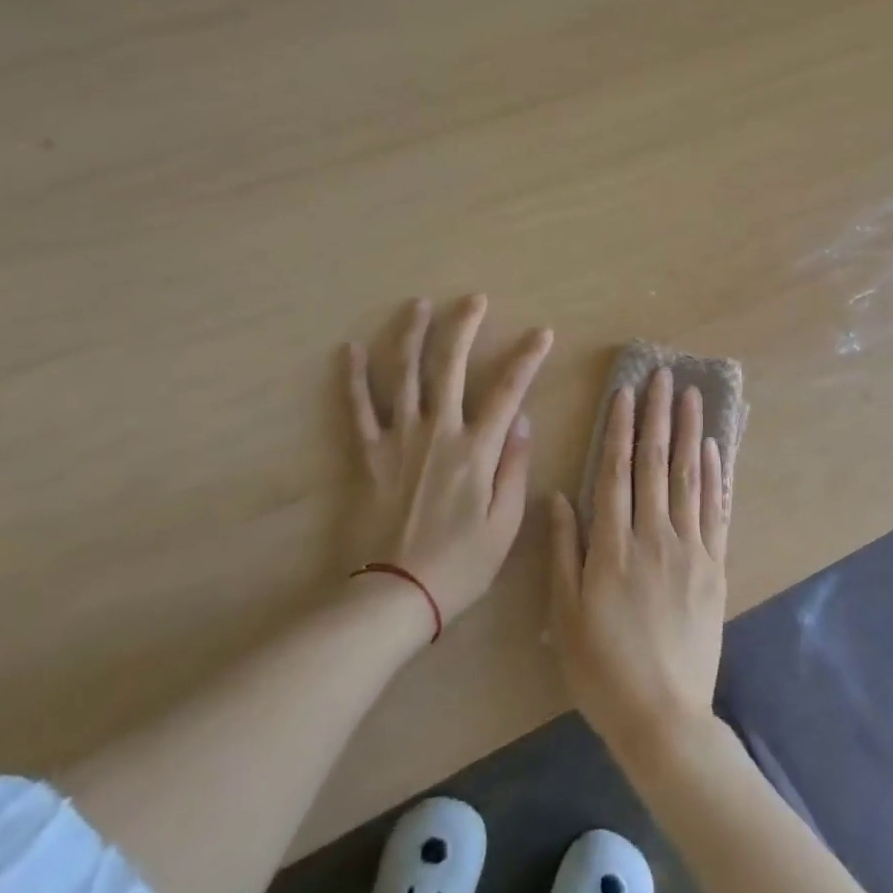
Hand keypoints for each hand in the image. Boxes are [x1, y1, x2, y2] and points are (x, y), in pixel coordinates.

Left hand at [346, 295, 552, 631]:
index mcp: (476, 449)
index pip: (508, 390)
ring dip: (412, 335)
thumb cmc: (460, 564)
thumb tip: (522, 419)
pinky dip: (354, 378)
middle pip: (451, 365)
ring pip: (405, 374)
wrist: (395, 594)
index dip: (528, 357)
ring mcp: (399, 438)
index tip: (542, 333)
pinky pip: (359, 408)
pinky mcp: (369, 453)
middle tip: (474, 299)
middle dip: (464, 326)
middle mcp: (438, 431)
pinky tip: (350, 349)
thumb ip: (514, 467)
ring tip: (418, 305)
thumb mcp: (505, 524)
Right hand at [547, 367, 729, 766]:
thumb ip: (564, 551)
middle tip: (664, 375)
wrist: (664, 717)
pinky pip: (716, 512)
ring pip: (690, 477)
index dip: (621, 429)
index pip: (616, 471)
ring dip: (690, 432)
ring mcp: (690, 550)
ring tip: (693, 396)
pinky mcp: (715, 568)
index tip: (626, 392)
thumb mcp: (565, 614)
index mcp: (613, 545)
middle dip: (658, 415)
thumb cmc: (603, 668)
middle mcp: (654, 536)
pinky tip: (714, 449)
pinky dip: (716, 476)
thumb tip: (558, 496)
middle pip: (656, 463)